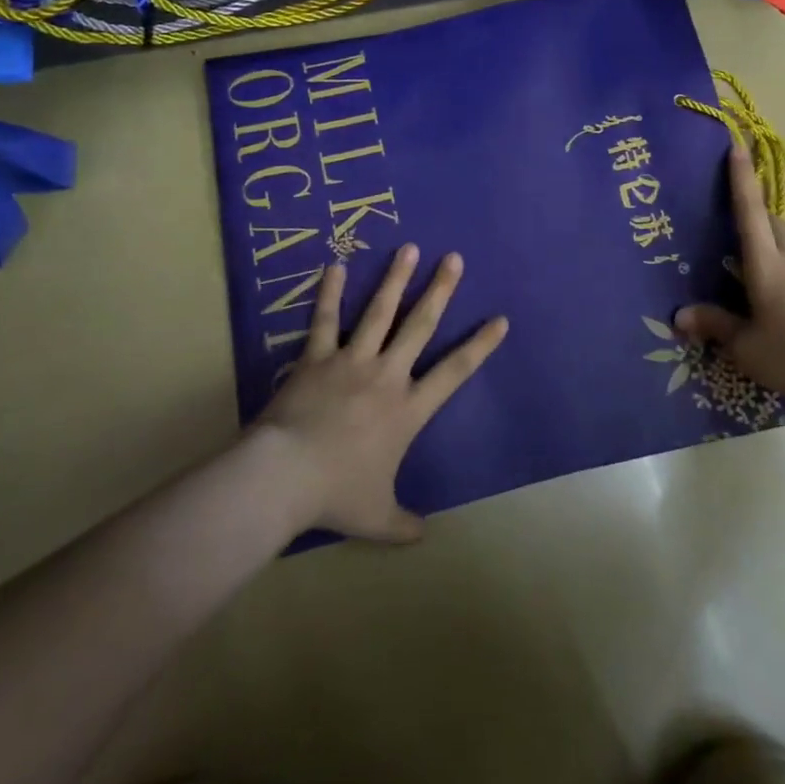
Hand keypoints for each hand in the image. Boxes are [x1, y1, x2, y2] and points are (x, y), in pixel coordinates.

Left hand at [255, 244, 507, 542]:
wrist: (285, 477)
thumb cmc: (336, 494)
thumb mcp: (376, 517)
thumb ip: (403, 524)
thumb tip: (423, 535)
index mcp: (408, 410)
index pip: (455, 372)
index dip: (480, 346)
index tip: (499, 320)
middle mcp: (386, 375)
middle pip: (420, 325)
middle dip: (440, 290)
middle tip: (454, 259)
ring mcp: (351, 361)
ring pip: (379, 312)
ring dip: (396, 279)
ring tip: (410, 248)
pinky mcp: (317, 358)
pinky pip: (326, 320)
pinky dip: (330, 293)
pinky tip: (335, 266)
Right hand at [676, 145, 784, 432]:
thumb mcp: (747, 347)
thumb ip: (714, 326)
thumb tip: (679, 314)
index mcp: (769, 265)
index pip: (750, 211)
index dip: (741, 177)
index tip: (735, 144)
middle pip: (768, 220)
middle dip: (748, 203)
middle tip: (720, 199)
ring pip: (780, 241)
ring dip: (759, 233)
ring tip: (731, 244)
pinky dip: (770, 259)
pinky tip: (756, 284)